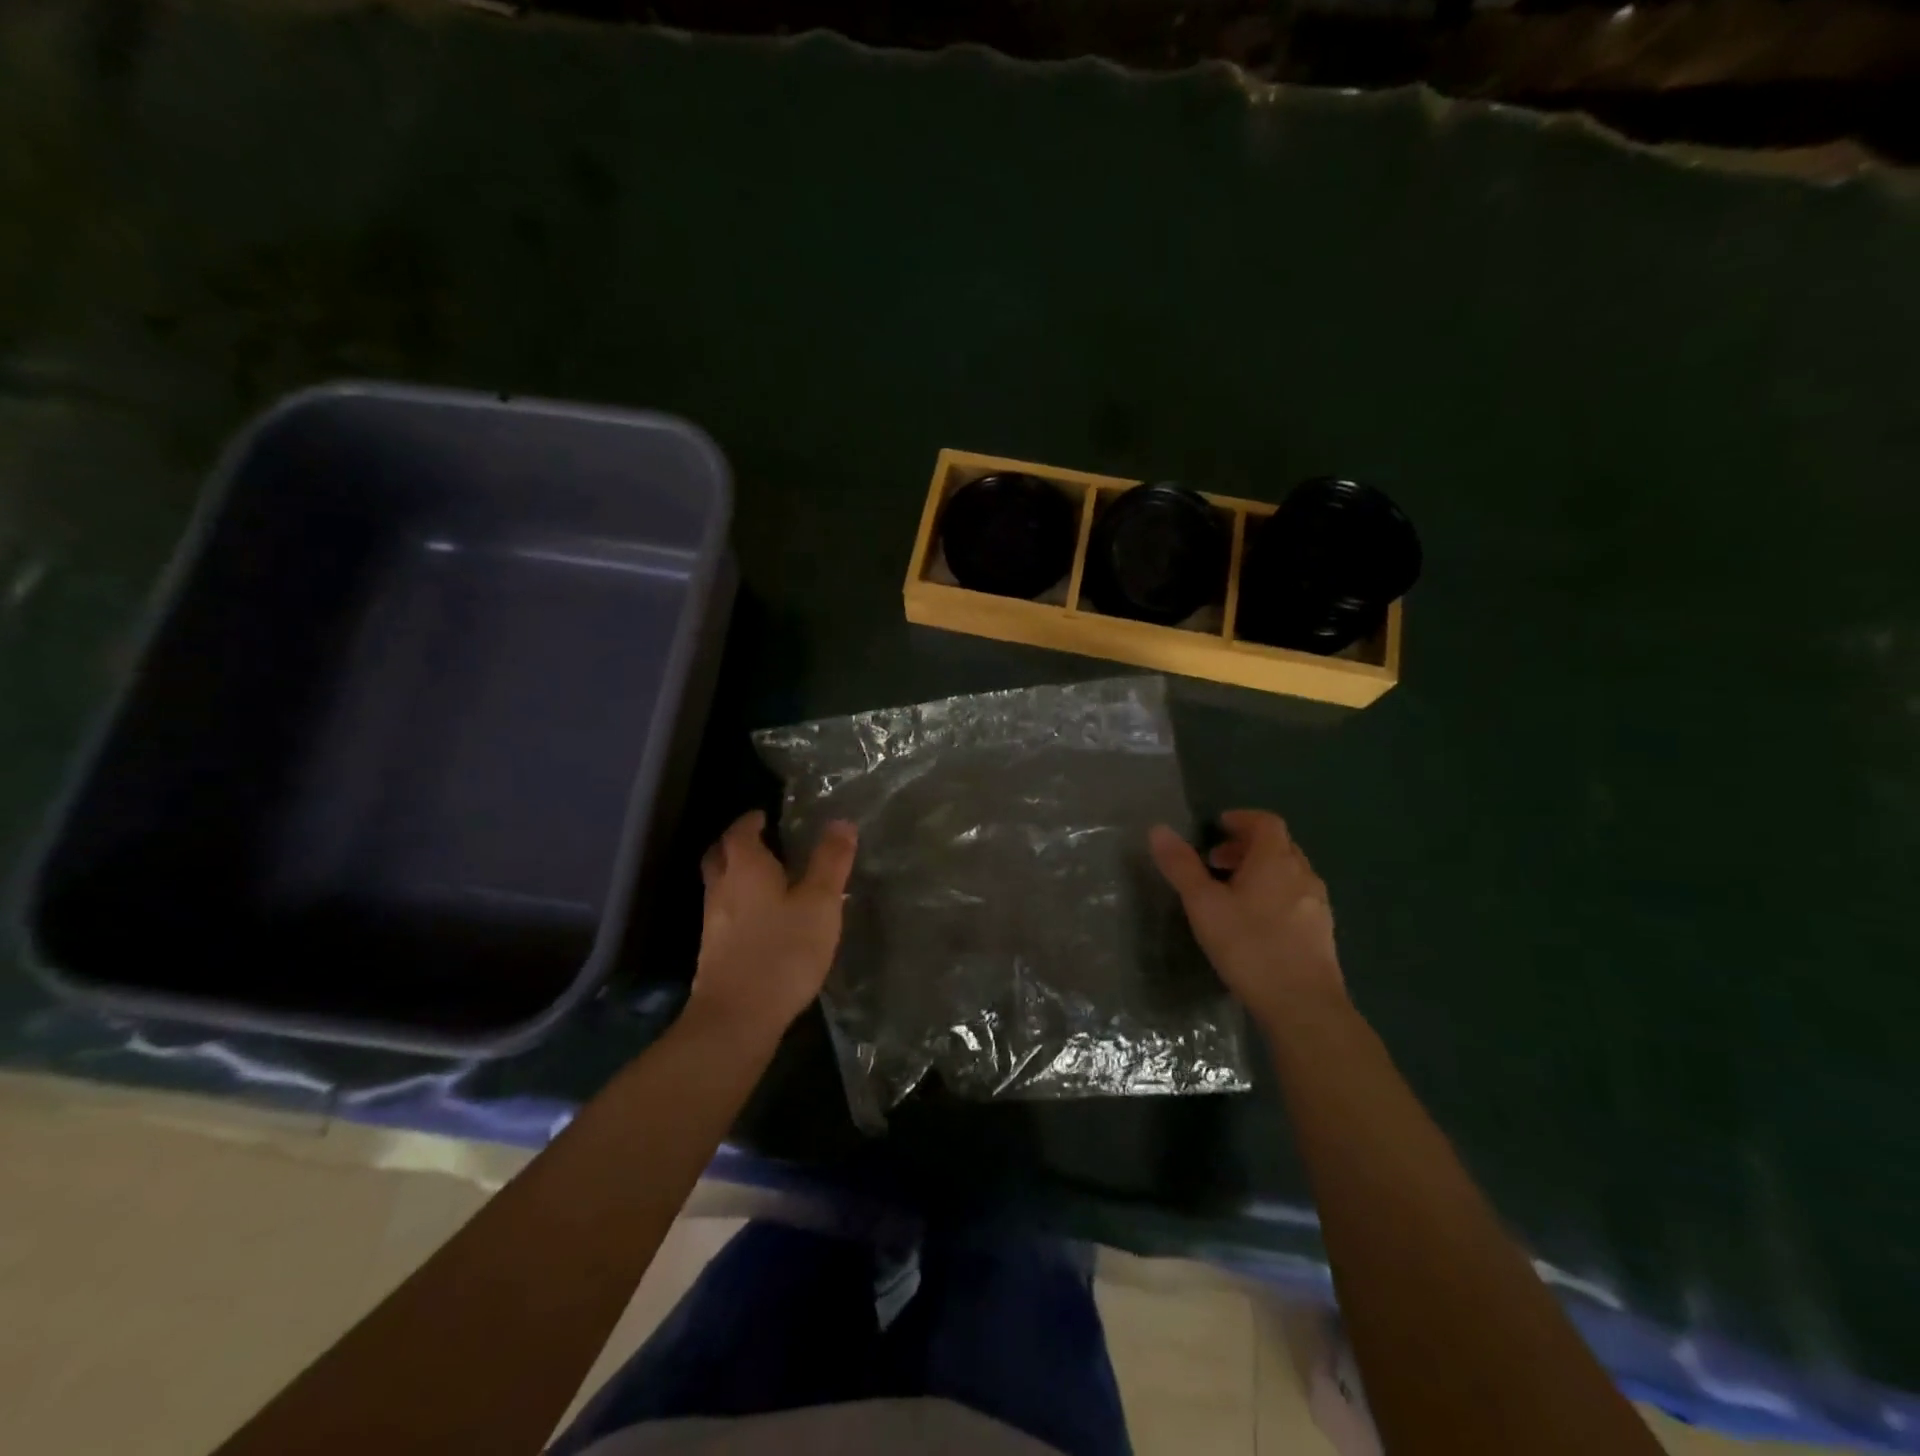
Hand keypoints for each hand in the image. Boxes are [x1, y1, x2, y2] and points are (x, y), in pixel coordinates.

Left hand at [686, 810, 857, 1041]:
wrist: (737, 1018)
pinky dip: (739, 903)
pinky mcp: (714, 952)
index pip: (740, 832)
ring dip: (736, 874)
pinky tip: (761, 918)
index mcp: (746, 868)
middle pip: (720, 855)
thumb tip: (840, 822)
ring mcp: (713, 922)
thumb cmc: (782, 951)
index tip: (765, 815)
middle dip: (736, 844)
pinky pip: (724, 912)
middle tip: (760, 840)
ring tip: (766, 876)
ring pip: (720, 885)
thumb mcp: (820, 903)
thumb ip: (830, 862)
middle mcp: (722, 889)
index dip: (751, 821)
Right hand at [1149, 810, 1343, 1028]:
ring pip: (1288, 873)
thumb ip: (1181, 866)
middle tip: (1215, 861)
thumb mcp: (1204, 905)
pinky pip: (1296, 897)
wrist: (1303, 1006)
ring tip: (1232, 893)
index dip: (1242, 819)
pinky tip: (1255, 923)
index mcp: (1276, 860)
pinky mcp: (1322, 932)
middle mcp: (1303, 874)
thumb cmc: (1249, 946)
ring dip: (1261, 872)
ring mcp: (1317, 904)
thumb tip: (1158, 829)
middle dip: (1246, 846)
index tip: (1218, 827)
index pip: (1265, 822)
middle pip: (1278, 845)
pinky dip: (1274, 894)